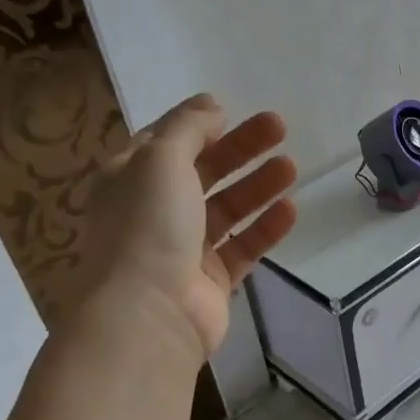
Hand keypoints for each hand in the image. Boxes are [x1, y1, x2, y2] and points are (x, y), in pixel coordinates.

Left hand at [75, 94, 297, 359]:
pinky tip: (290, 209)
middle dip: (240, 148)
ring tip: (291, 166)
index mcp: (128, 178)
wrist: (149, 313)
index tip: (232, 109)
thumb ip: (188, 127)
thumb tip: (210, 106)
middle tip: (280, 128)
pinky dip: (265, 227)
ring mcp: (184, 248)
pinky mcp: (211, 279)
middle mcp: (153, 211)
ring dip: (257, 185)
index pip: (165, 142)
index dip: (197, 124)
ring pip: (227, 208)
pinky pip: (243, 246)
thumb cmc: (148, 225)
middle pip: (203, 170)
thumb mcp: (160, 159)